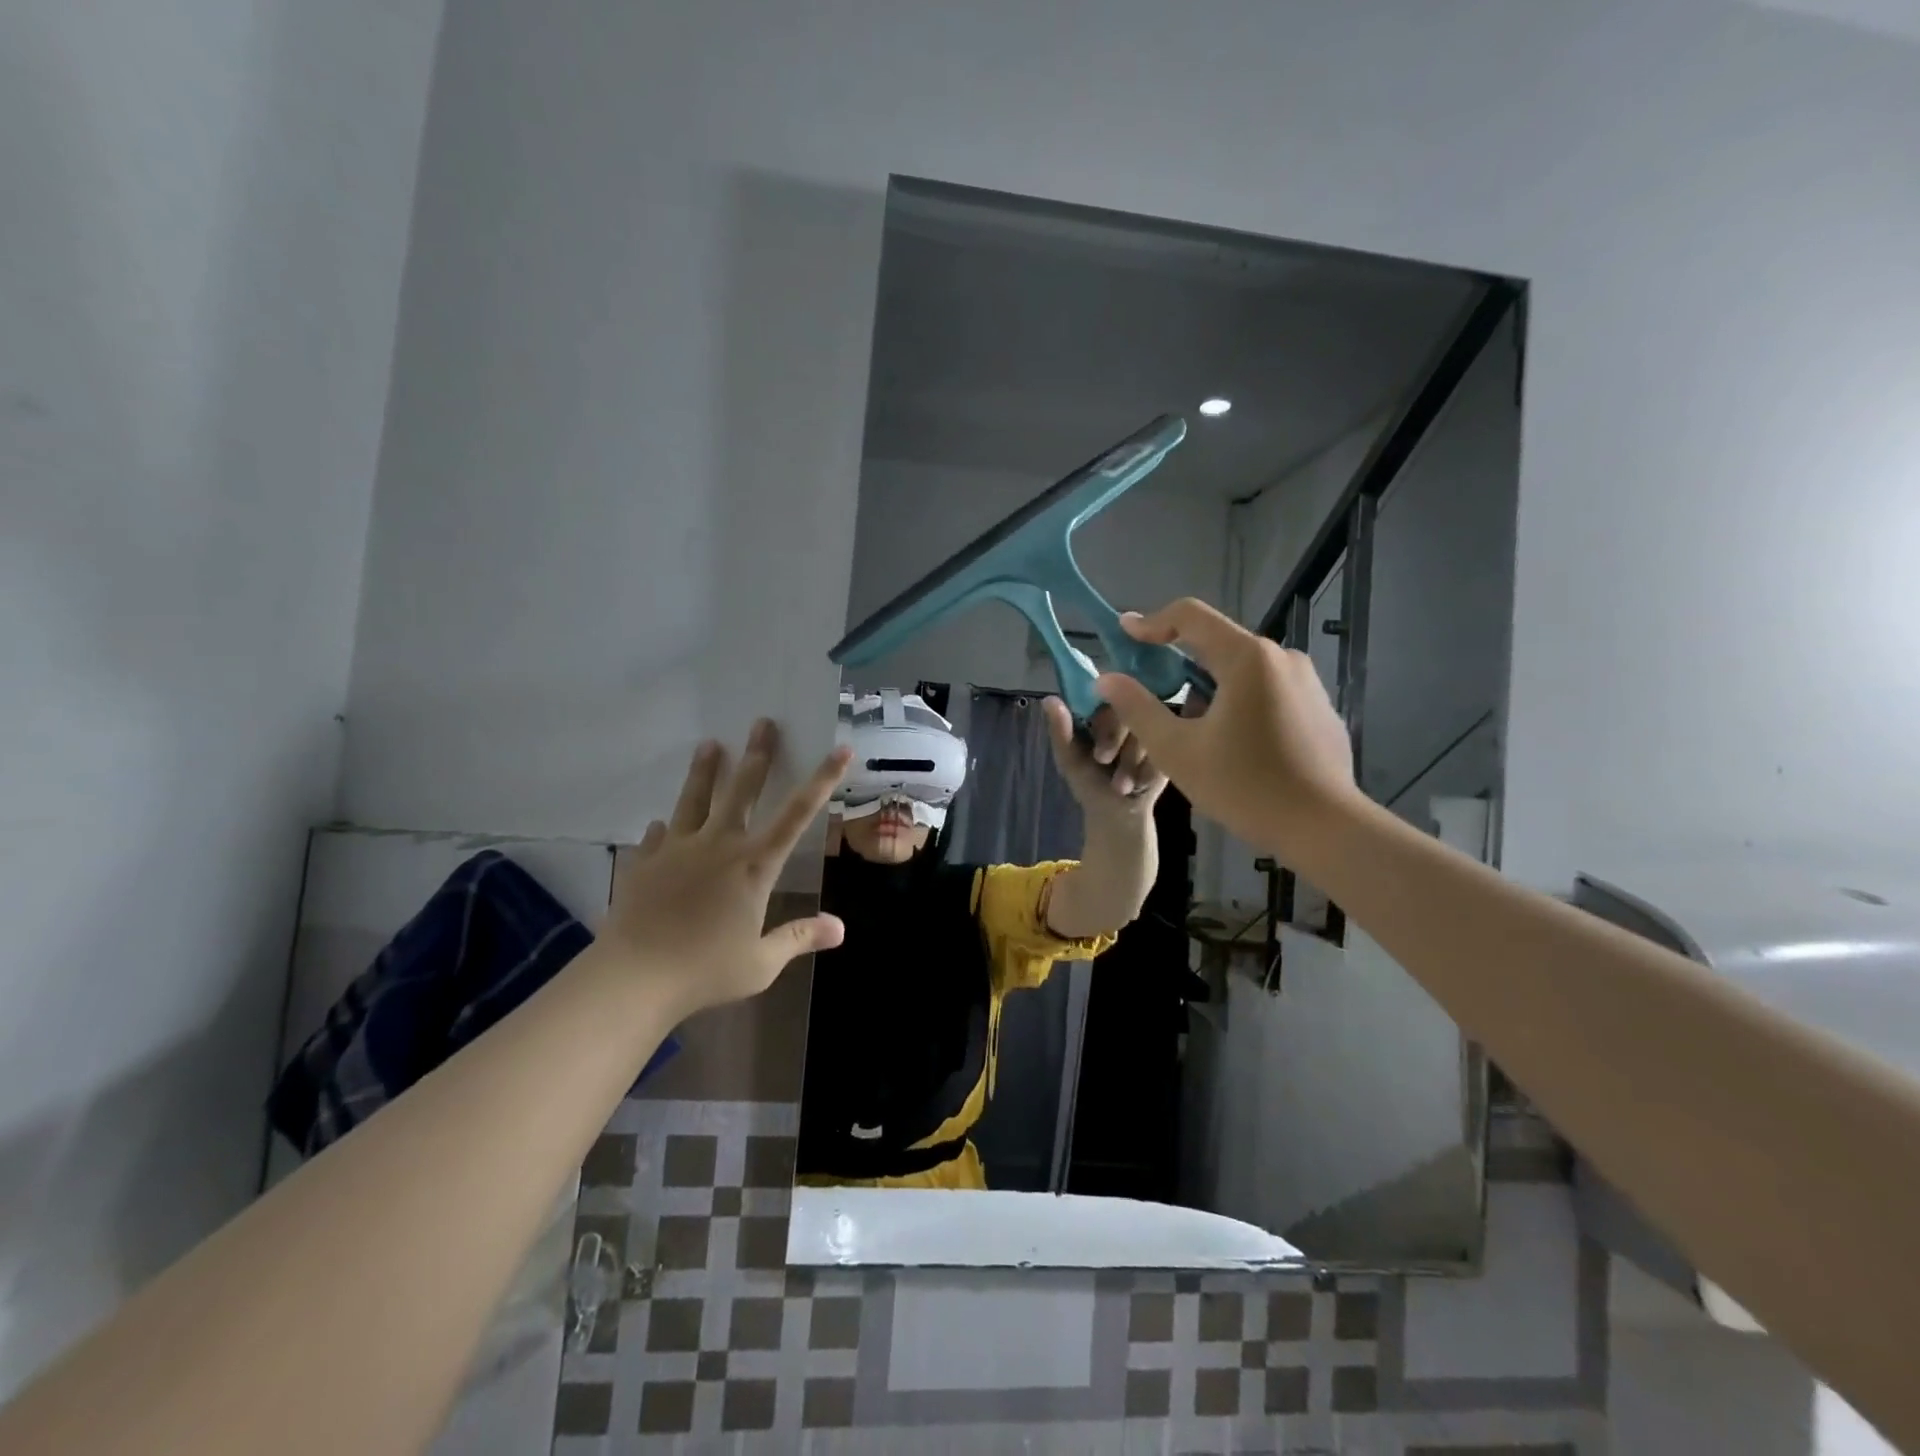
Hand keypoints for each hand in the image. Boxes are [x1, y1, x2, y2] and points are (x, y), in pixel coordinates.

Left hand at [602, 719, 851, 1019]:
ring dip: (705, 771)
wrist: (633, 977)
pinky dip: (665, 828)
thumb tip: (840, 928)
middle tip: (762, 722)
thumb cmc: (705, 970)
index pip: (797, 814)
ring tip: (708, 744)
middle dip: (757, 754)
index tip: (839, 750)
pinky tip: (662, 824)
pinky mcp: (646, 862)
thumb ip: (800, 938)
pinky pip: (658, 835)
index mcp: (754, 866)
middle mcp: (719, 846)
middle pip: (742, 790)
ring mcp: (678, 849)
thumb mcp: (761, 963)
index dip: (822, 780)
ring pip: (695, 799)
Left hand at [1043, 697, 1166, 815]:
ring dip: (1132, 760)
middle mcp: (1129, 710)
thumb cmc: (1089, 783)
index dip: (1103, 719)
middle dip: (1114, 739)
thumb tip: (1049, 699)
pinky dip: (1149, 768)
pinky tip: (1140, 783)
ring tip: (1122, 784)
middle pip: (1128, 707)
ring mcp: (1153, 725)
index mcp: (1101, 709)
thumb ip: (1060, 731)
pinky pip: (1166, 747)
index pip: (1105, 693)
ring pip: (1148, 728)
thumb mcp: (1070, 760)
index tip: (1096, 748)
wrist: (1118, 813)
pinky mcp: (1172, 744)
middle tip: (1104, 762)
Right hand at [1093, 599, 1361, 857]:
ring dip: (1209, 688)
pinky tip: (1233, 746)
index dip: (1152, 622)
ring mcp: (1307, 682)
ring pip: (1243, 671)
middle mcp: (1282, 657)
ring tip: (1190, 730)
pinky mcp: (1320, 708)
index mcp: (1247, 658)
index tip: (1125, 634)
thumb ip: (1137, 708)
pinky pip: (1268, 692)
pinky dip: (1240, 704)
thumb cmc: (1245, 786)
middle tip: (1149, 691)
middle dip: (1178, 663)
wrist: (1325, 828)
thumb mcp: (1176, 750)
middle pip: (1217, 644)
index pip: (1191, 615)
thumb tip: (1107, 678)